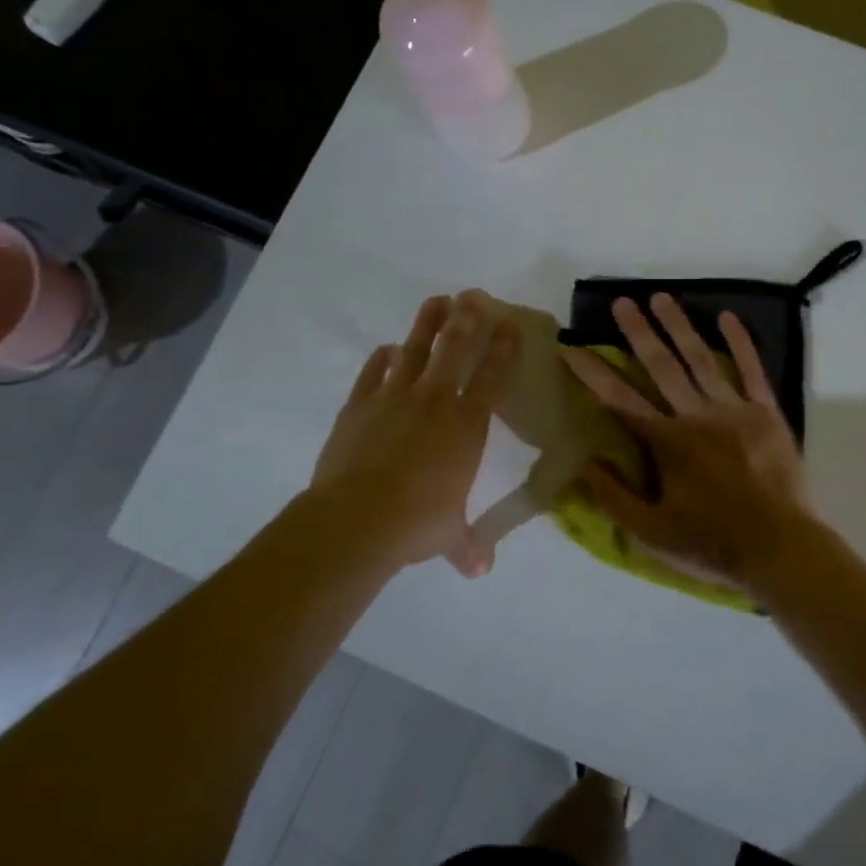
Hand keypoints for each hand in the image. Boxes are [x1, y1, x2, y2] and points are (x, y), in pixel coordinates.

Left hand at [308, 292, 515, 577]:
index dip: (503, 348)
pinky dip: (382, 360)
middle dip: (468, 319)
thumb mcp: (448, 535)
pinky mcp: (358, 407)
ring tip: (437, 300)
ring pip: (416, 351)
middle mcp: (435, 402)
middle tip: (474, 294)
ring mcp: (393, 399)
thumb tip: (480, 570)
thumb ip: (466, 545)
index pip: (492, 376)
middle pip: (455, 350)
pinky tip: (387, 349)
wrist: (356, 519)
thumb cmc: (416, 523)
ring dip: (428, 324)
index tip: (510, 323)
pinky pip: (373, 374)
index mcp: (466, 425)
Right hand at [563, 294, 814, 590]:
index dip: (592, 373)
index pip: (619, 400)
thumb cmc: (712, 544)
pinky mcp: (766, 413)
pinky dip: (740, 342)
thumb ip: (614, 497)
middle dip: (638, 333)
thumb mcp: (651, 534)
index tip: (570, 348)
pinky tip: (727, 316)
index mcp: (667, 443)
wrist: (781, 548)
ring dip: (679, 326)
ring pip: (701, 359)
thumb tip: (584, 462)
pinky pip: (752, 370)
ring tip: (661, 298)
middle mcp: (696, 416)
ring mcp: (734, 410)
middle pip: (660, 366)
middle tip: (622, 302)